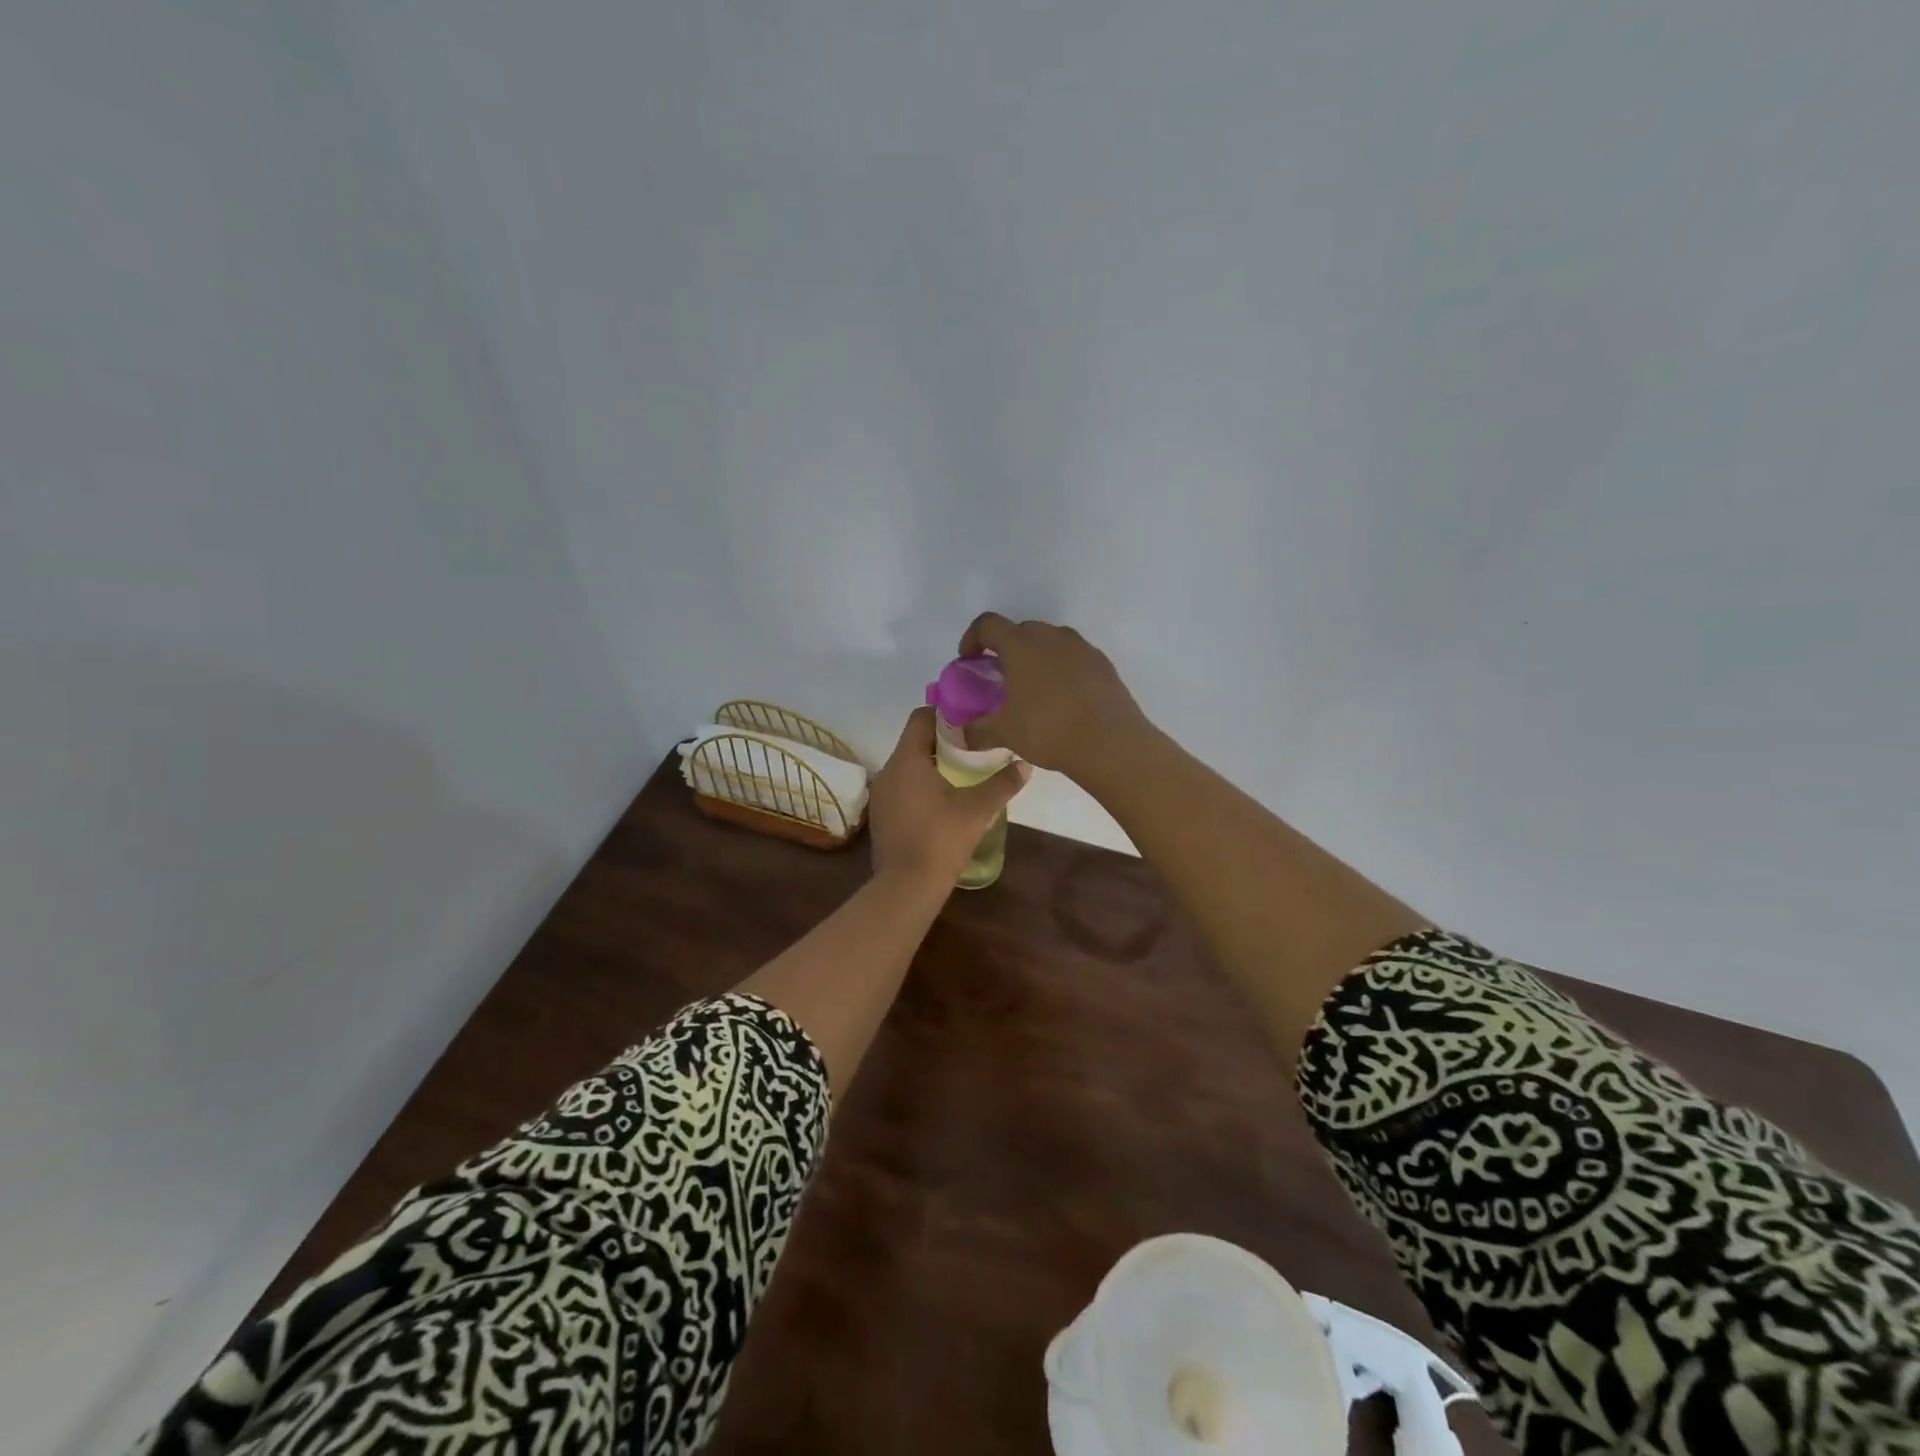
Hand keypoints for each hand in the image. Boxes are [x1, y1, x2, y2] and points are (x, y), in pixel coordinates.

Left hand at [868, 707, 1030, 888]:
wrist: (907, 887)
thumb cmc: (941, 839)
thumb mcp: (978, 810)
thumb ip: (1002, 783)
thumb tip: (1025, 765)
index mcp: (907, 760)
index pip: (921, 717)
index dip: (946, 713)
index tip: (970, 720)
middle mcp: (888, 771)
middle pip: (915, 741)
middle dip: (944, 741)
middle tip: (974, 747)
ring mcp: (881, 794)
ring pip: (908, 766)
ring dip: (932, 765)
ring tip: (963, 774)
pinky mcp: (882, 815)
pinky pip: (902, 787)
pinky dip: (921, 785)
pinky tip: (944, 801)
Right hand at [957, 614, 1148, 779]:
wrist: (1111, 742)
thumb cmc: (1049, 730)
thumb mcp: (1005, 733)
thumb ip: (977, 730)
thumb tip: (960, 735)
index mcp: (1020, 644)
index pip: (987, 625)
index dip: (972, 639)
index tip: (968, 662)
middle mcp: (1051, 636)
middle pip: (1020, 631)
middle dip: (1005, 650)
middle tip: (1000, 679)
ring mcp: (1081, 647)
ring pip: (1049, 642)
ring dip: (1035, 658)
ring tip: (1032, 690)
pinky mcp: (1102, 663)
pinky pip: (1073, 657)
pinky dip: (1061, 669)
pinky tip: (1062, 699)